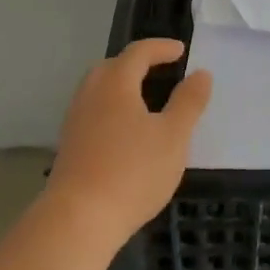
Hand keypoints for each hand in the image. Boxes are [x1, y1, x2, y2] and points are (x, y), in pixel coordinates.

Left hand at [46, 39, 212, 250]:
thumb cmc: (132, 172)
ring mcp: (75, 122)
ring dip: (122, 87)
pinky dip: (112, 109)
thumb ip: (189, 102)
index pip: (138, 52)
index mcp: (116, 84)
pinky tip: (126, 132)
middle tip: (160, 70)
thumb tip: (201, 74)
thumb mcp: (174, 136)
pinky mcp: (69, 147)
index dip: (160, 48)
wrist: (77, 221)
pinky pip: (93, 113)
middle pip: (112, 67)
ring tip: (145, 100)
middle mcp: (90, 95)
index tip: (181, 51)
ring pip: (99, 91)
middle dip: (137, 64)